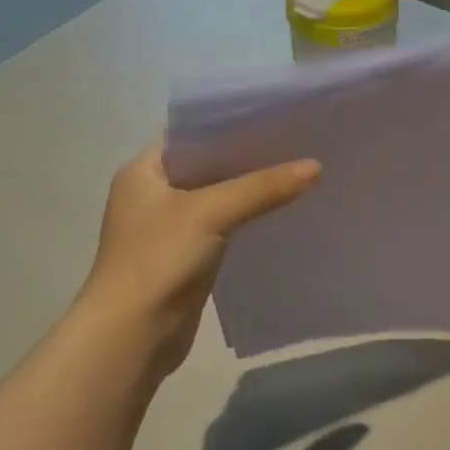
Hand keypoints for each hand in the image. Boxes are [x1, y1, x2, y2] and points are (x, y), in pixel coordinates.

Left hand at [75, 137, 320, 376]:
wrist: (133, 334)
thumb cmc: (158, 260)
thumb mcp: (211, 212)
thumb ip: (263, 187)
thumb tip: (316, 167)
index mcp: (143, 171)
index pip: (190, 132)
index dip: (229, 122)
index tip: (274, 115)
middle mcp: (153, 193)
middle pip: (208, 164)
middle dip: (249, 156)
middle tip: (297, 142)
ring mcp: (169, 227)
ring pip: (219, 196)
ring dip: (252, 189)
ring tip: (298, 172)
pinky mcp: (187, 256)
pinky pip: (225, 226)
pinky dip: (249, 218)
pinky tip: (282, 212)